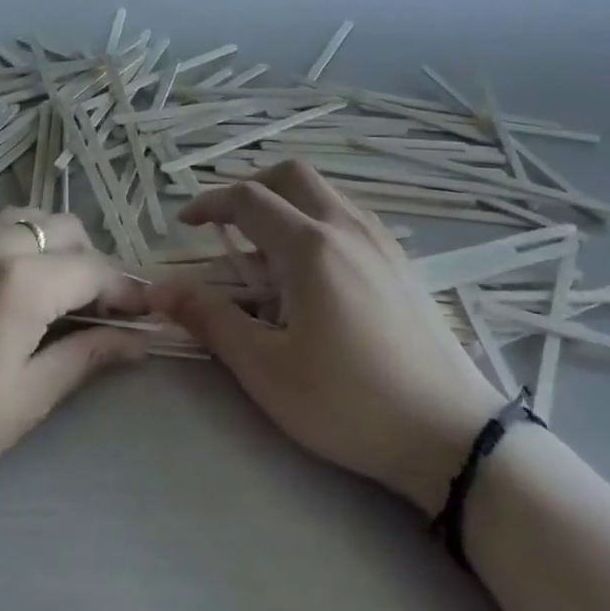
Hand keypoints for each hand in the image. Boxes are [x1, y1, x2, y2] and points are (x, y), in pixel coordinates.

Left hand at [0, 210, 149, 518]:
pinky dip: (24, 245)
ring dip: (58, 247)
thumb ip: (86, 358)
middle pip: (67, 230)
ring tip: (61, 296)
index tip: (147, 314)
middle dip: (95, 264)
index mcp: (22, 281)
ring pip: (31, 220)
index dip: (127, 290)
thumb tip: (139, 340)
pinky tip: (16, 289)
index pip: (95, 269)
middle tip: (101, 312)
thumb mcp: (25, 400)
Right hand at [154, 162, 503, 514]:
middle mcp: (347, 227)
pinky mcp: (400, 260)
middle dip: (250, 188)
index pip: (249, 199)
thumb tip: (158, 289)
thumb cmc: (349, 404)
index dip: (210, 203)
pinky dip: (315, 221)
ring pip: (323, 192)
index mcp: (311, 247)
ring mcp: (380, 240)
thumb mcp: (267, 369)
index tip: (185, 224)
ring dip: (285, 204)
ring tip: (266, 256)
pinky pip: (348, 215)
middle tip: (227, 226)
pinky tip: (312, 273)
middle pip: (290, 175)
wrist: (451, 435)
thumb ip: (211, 319)